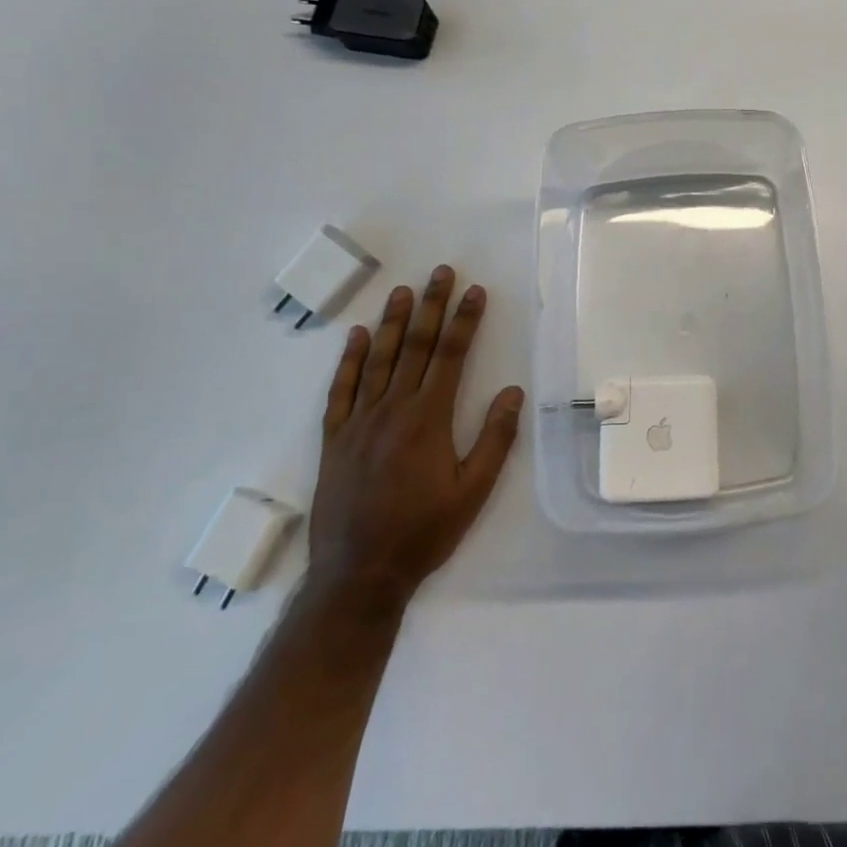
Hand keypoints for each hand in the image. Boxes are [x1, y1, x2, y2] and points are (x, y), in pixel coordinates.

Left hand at [307, 268, 523, 605]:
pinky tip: (356, 337)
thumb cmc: (423, 532)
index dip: (464, 320)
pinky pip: (341, 390)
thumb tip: (512, 391)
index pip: (450, 356)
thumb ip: (495, 438)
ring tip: (403, 290)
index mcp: (428, 419)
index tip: (475, 291)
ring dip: (392, 322)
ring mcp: (358, 422)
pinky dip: (349, 360)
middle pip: (414, 347)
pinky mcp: (334, 439)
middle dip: (431, 306)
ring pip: (378, 360)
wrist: (358, 575)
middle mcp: (392, 410)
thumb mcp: (473, 491)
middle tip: (440, 272)